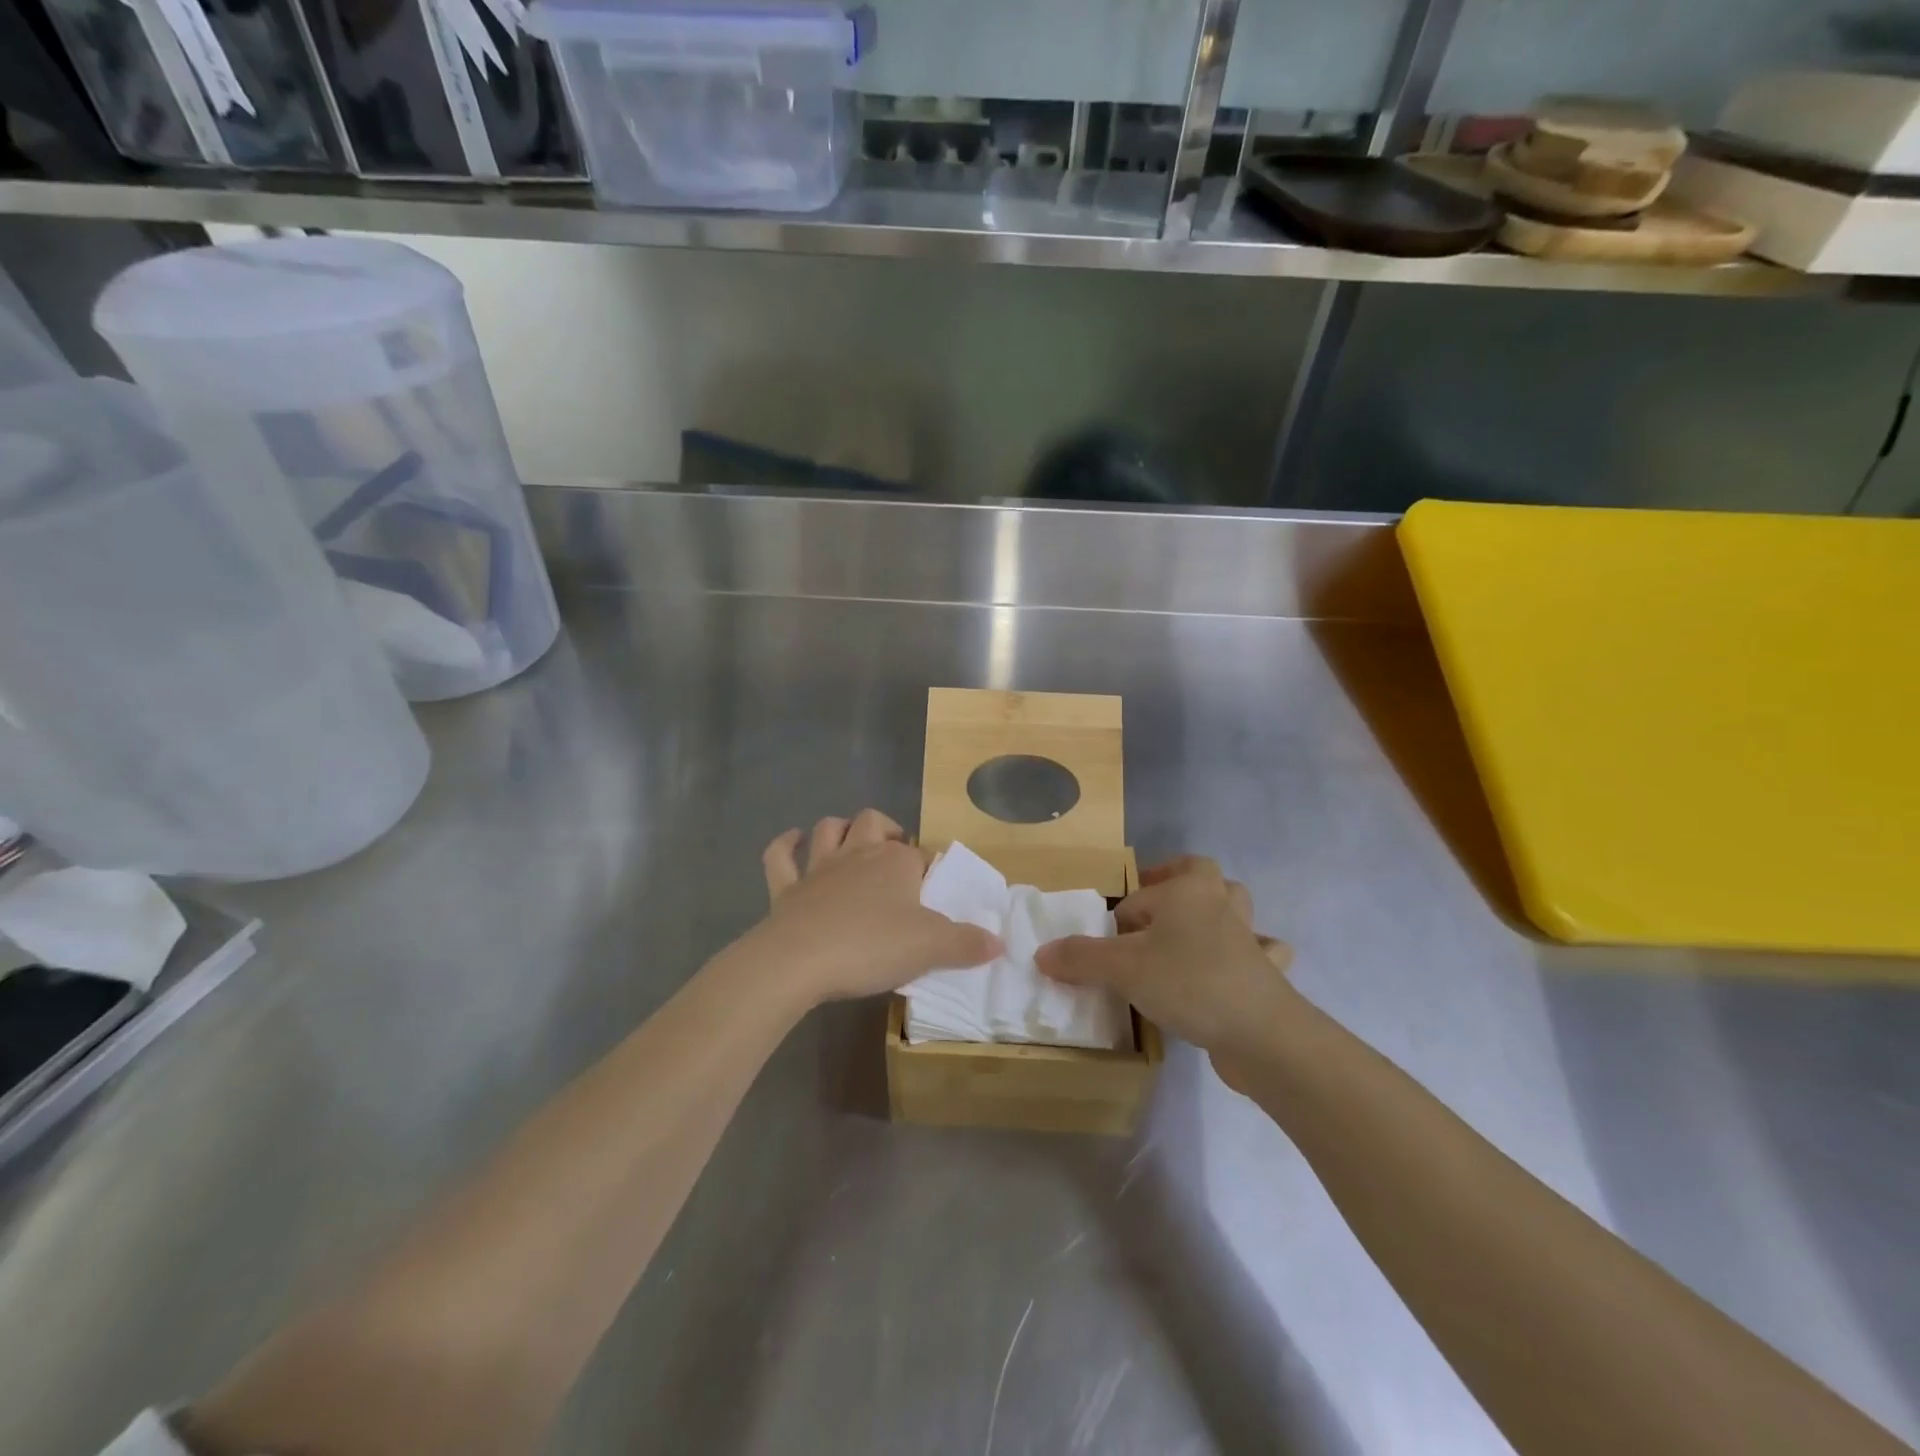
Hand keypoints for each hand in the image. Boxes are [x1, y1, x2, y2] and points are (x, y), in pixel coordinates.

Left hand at [748, 810, 1001, 1006]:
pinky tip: (792, 841)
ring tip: (849, 839)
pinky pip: (780, 856)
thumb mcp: (931, 948)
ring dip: (839, 828)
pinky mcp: (786, 888)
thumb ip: (967, 944)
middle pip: (874, 822)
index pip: (920, 855)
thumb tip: (999, 941)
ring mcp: (818, 868)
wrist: (799, 961)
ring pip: (828, 829)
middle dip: (886, 830)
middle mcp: (859, 854)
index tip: (934, 891)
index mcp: (896, 863)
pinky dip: (786, 845)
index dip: (928, 868)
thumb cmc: (871, 946)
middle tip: (895, 854)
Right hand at [1036, 856, 1298, 1089]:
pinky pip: (1261, 952)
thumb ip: (1080, 958)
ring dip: (1217, 911)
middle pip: (1200, 874)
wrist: (1261, 1035)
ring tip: (1191, 931)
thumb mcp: (1122, 968)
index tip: (1108, 951)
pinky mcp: (1265, 973)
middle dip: (1176, 882)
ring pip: (1235, 907)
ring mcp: (1249, 937)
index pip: (1138, 898)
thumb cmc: (1188, 983)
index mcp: (1187, 890)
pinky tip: (1235, 968)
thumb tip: (1041, 953)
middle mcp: (1220, 903)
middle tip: (1151, 909)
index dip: (1118, 922)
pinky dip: (1251, 954)